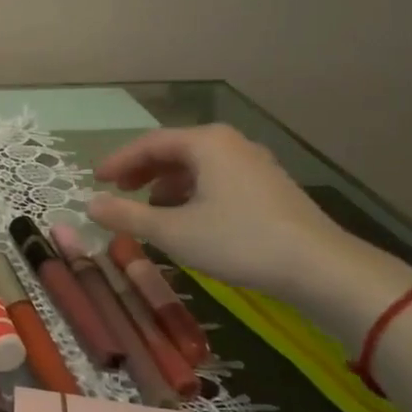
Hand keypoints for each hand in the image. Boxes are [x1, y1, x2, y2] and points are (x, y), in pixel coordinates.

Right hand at [85, 125, 349, 300]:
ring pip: (197, 165)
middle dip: (142, 169)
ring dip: (166, 182)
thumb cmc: (239, 241)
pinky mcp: (269, 187)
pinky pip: (217, 177)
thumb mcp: (172, 231)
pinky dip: (192, 191)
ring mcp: (254, 163)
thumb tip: (89, 204)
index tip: (95, 179)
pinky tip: (187, 216)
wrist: (321, 269)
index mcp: (206, 143)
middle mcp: (230, 143)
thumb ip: (127, 215)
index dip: (118, 161)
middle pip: (174, 149)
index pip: (149, 143)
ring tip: (149, 206)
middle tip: (118, 189)